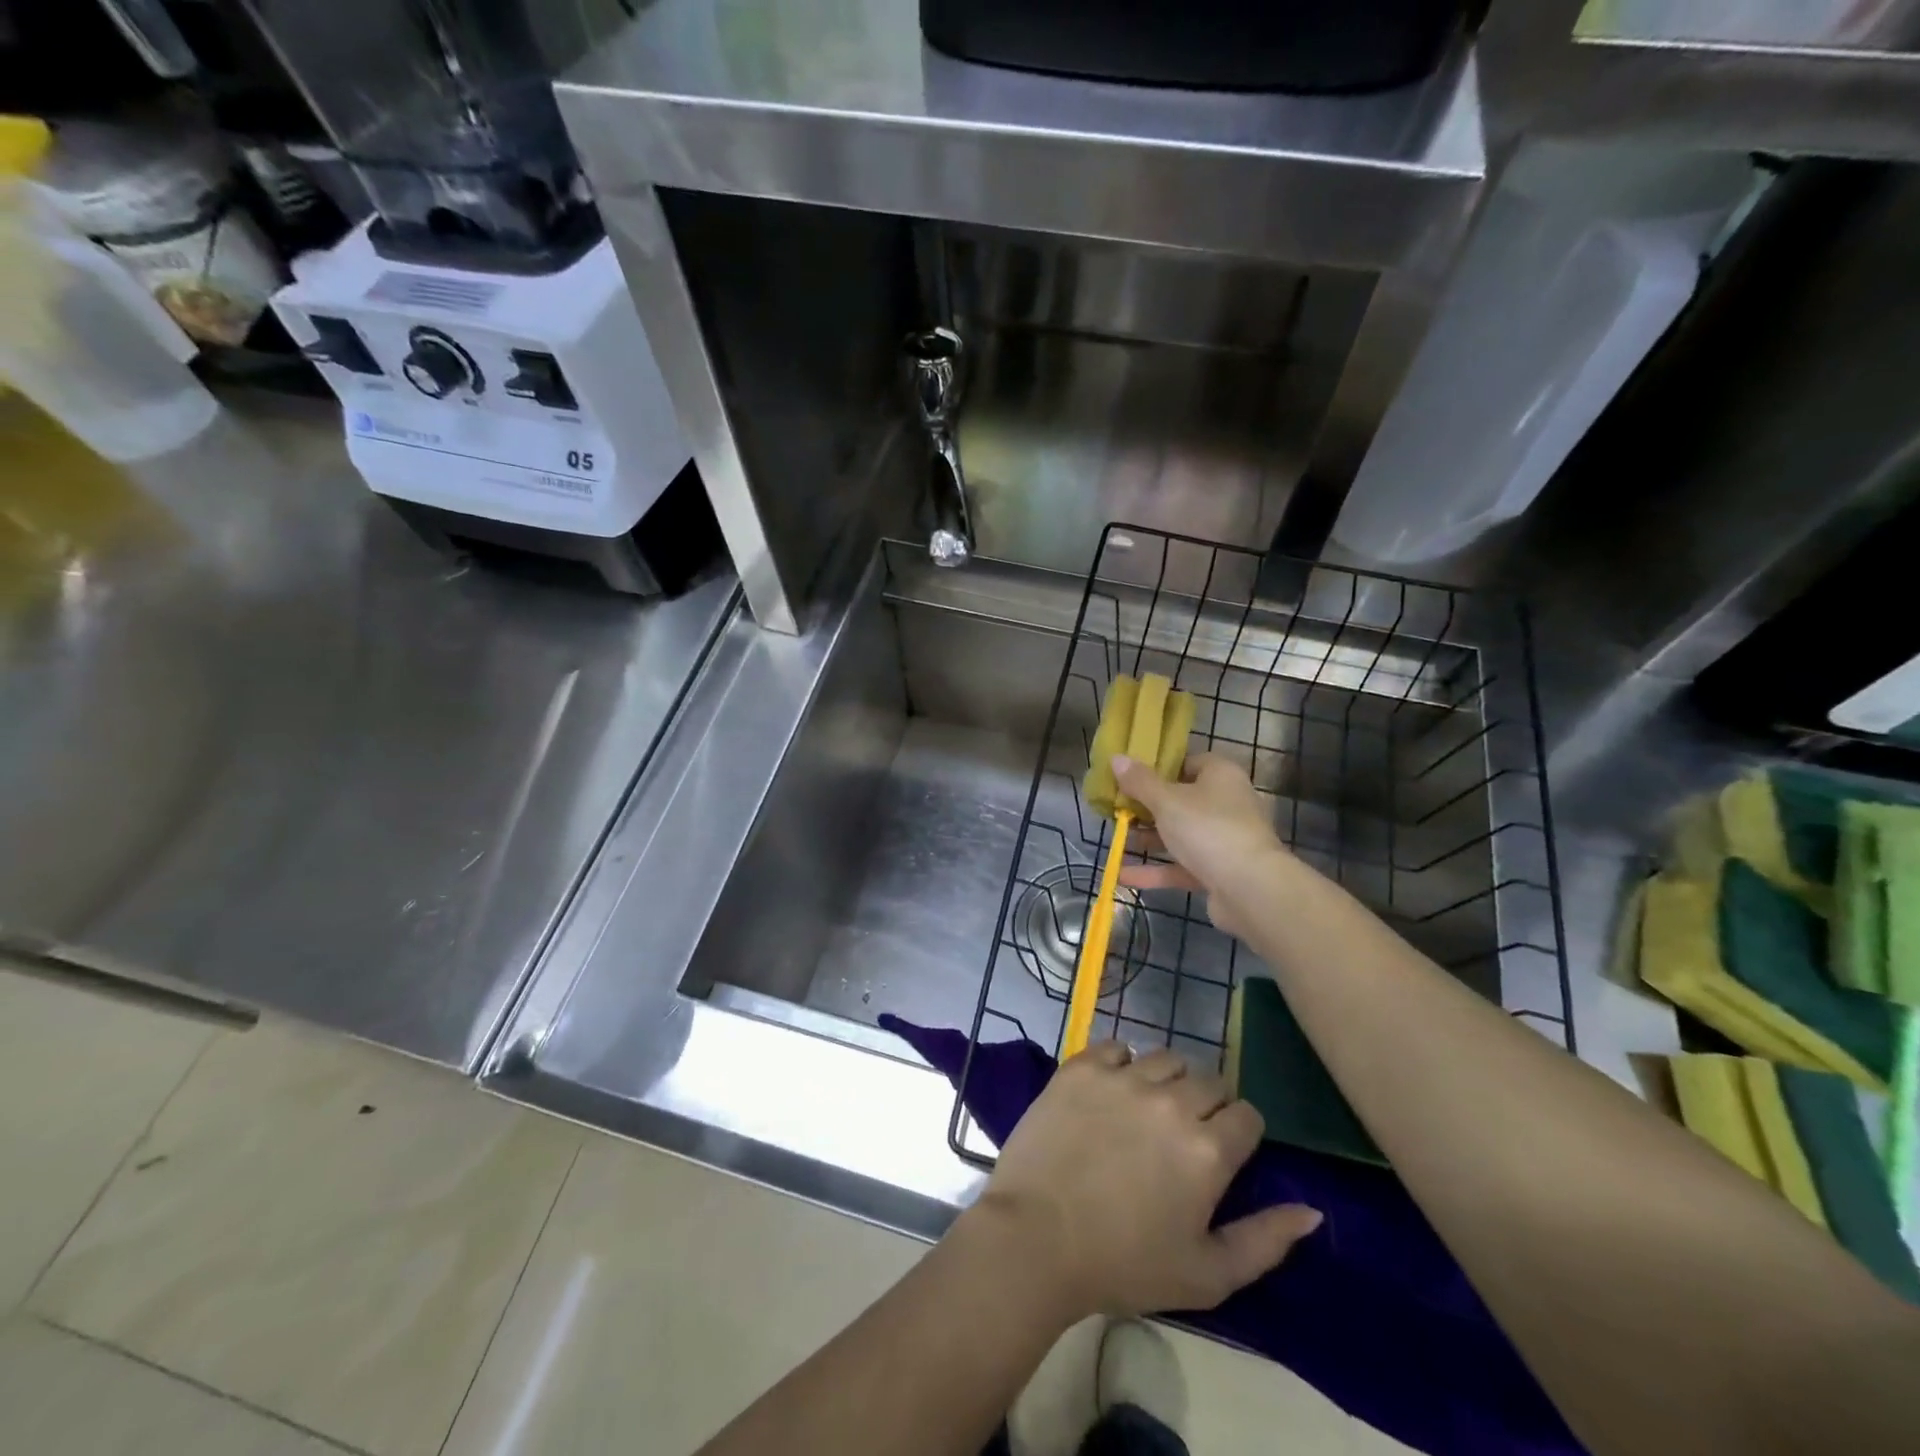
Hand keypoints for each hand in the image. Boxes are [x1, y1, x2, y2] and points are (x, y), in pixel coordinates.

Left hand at [972, 1043, 1320, 1320]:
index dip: (1240, 1134)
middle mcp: (1171, 1101)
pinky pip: (1116, 1047)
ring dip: (1166, 1080)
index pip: (1247, 1115)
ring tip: (1147, 1111)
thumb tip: (1312, 1211)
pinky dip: (1120, 1064)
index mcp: (1208, 1148)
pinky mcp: (1081, 1066)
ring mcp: (1122, 1077)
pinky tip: (1110, 1093)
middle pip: (1209, 1081)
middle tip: (1182, 1137)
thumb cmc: (1124, 1265)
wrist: (1036, 1237)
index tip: (1222, 1154)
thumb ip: (1266, 1241)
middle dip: (1207, 1105)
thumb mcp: (1208, 1274)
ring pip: (1165, 1057)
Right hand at [1113, 752, 1287, 937]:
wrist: (1251, 889)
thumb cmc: (1208, 829)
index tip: (1130, 776)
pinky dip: (1156, 870)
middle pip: (1182, 800)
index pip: (1189, 762)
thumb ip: (1139, 782)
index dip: (1160, 767)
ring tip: (1117, 838)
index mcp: (1221, 776)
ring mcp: (1224, 840)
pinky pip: (1182, 866)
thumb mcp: (1166, 801)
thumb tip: (1117, 758)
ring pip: (1181, 835)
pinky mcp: (1219, 872)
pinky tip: (1123, 874)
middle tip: (1117, 808)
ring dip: (1149, 839)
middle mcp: (1227, 803)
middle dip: (1148, 807)